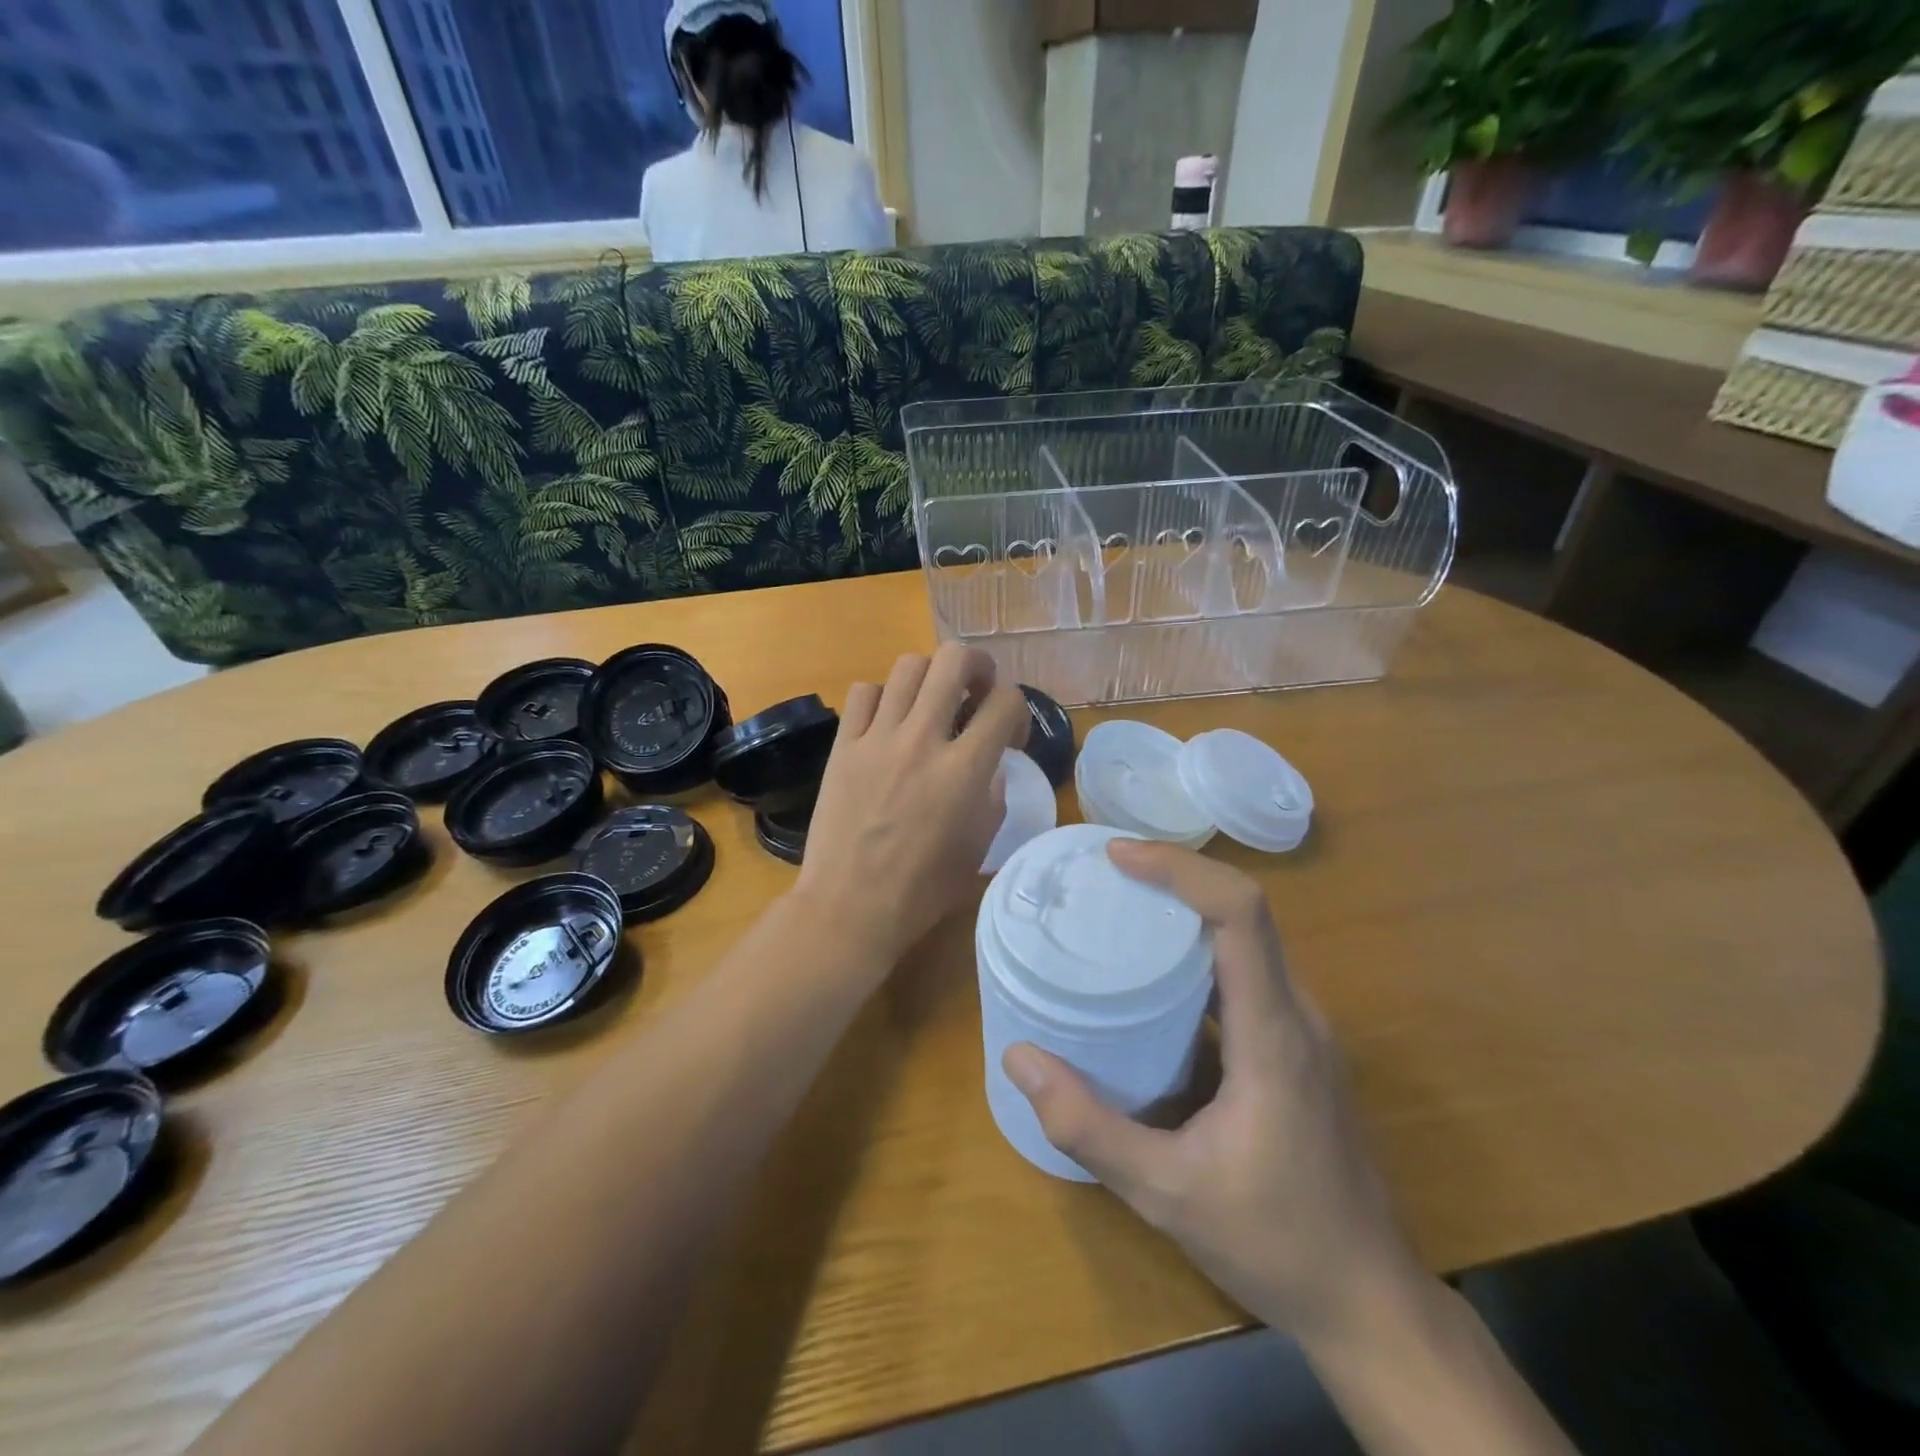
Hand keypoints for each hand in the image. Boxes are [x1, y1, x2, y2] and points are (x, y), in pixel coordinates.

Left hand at [798, 644, 1028, 965]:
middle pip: (955, 660)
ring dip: (930, 678)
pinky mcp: (843, 745)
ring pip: (908, 666)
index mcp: (964, 769)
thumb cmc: (923, 888)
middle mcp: (922, 739)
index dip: (1017, 708)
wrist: (850, 906)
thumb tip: (989, 763)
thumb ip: (992, 794)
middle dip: (977, 666)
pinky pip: (863, 692)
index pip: (1005, 701)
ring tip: (930, 703)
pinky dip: (882, 697)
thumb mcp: (979, 845)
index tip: (1010, 732)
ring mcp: (878, 738)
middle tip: (975, 690)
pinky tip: (887, 721)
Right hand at [1003, 842, 1424, 1345]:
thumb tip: (1020, 1059)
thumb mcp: (1165, 1192)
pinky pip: (1247, 974)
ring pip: (1247, 941)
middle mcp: (1297, 1014)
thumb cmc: (1274, 1244)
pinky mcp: (1297, 1048)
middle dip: (1175, 878)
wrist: (1371, 1302)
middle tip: (1104, 875)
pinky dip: (1198, 953)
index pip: (1240, 914)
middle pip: (1243, 913)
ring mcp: (1304, 1031)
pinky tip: (1153, 978)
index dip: (1181, 869)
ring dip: (1186, 912)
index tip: (1119, 856)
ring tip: (1119, 909)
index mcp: (1273, 1033)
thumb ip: (1088, 1127)